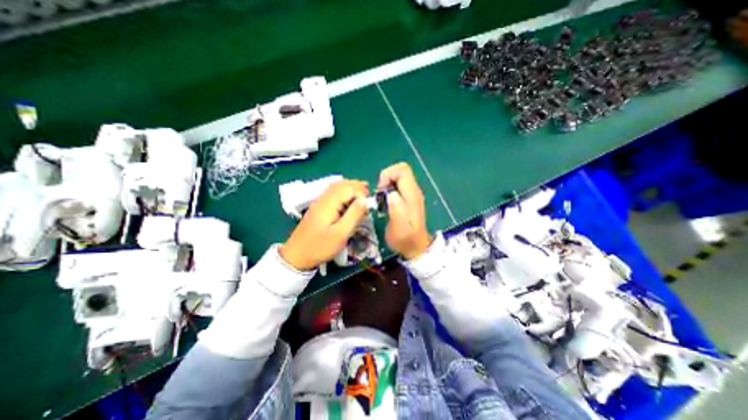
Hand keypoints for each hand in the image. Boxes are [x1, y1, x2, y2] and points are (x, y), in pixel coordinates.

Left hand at [280, 179, 366, 270]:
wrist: (297, 255)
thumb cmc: (320, 246)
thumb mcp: (341, 234)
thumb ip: (354, 215)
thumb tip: (365, 200)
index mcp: (329, 203)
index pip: (349, 188)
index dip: (361, 193)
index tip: (368, 206)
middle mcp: (324, 198)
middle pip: (343, 184)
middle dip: (358, 188)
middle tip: (368, 198)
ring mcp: (320, 201)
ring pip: (338, 187)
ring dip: (351, 189)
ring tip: (362, 198)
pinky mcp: (319, 207)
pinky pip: (333, 193)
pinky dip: (344, 193)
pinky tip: (349, 202)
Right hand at [380, 161, 432, 256]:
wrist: (416, 247)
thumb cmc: (405, 239)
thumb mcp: (399, 228)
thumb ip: (396, 210)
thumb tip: (391, 194)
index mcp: (412, 195)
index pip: (402, 170)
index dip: (388, 175)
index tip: (380, 190)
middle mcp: (413, 191)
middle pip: (400, 170)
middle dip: (386, 178)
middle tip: (380, 194)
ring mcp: (412, 194)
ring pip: (398, 177)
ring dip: (387, 184)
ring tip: (382, 199)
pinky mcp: (408, 198)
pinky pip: (398, 185)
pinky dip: (389, 188)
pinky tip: (386, 202)